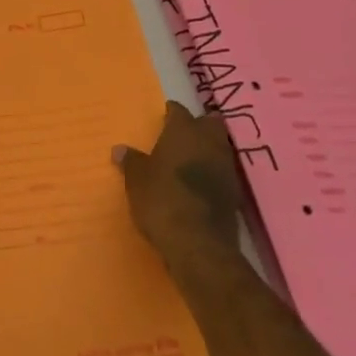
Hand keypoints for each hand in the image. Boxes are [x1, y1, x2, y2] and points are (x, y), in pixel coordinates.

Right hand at [113, 101, 246, 277]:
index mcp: (184, 132)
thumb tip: (120, 149)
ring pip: (219, 147)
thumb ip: (131, 162)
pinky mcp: (234, 192)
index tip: (163, 117)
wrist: (198, 244)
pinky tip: (198, 184)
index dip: (171, 113)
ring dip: (207, 149)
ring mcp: (226, 167)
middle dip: (198, 125)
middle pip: (209, 123)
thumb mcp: (137, 181)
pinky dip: (212, 172)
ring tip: (188, 160)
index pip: (179, 111)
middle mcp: (209, 143)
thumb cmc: (162, 201)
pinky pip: (222, 171)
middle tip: (180, 135)